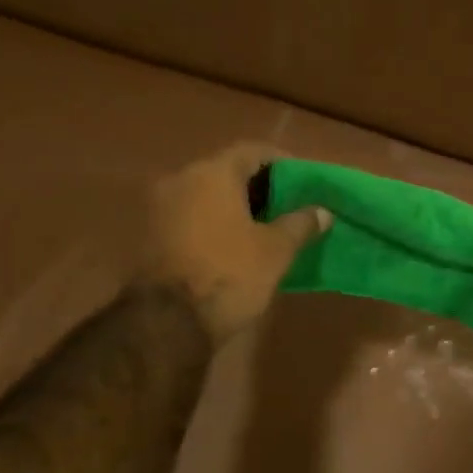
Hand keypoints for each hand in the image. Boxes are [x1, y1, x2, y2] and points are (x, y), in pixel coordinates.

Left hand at [146, 143, 327, 344]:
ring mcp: (160, 207)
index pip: (252, 151)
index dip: (281, 162)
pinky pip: (190, 216)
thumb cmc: (230, 275)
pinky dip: (213, 223)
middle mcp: (181, 179)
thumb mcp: (276, 251)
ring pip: (206, 195)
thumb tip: (322, 211)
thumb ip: (300, 224)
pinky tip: (234, 244)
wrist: (169, 322)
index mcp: (213, 173)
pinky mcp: (150, 235)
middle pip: (226, 171)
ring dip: (234, 206)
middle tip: (286, 206)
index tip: (302, 181)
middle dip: (258, 186)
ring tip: (263, 228)